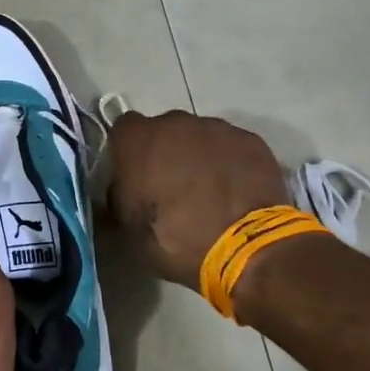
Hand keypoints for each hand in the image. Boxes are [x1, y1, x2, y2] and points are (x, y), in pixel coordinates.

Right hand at [108, 110, 290, 287]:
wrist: (244, 248)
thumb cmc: (173, 239)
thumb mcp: (126, 227)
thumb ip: (119, 197)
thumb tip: (123, 190)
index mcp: (137, 140)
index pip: (124, 129)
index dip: (129, 151)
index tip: (135, 175)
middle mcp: (174, 122)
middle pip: (164, 130)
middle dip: (166, 151)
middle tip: (172, 186)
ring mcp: (216, 128)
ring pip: (200, 136)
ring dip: (199, 156)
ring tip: (209, 192)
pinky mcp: (250, 140)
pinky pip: (231, 147)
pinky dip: (230, 163)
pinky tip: (235, 191)